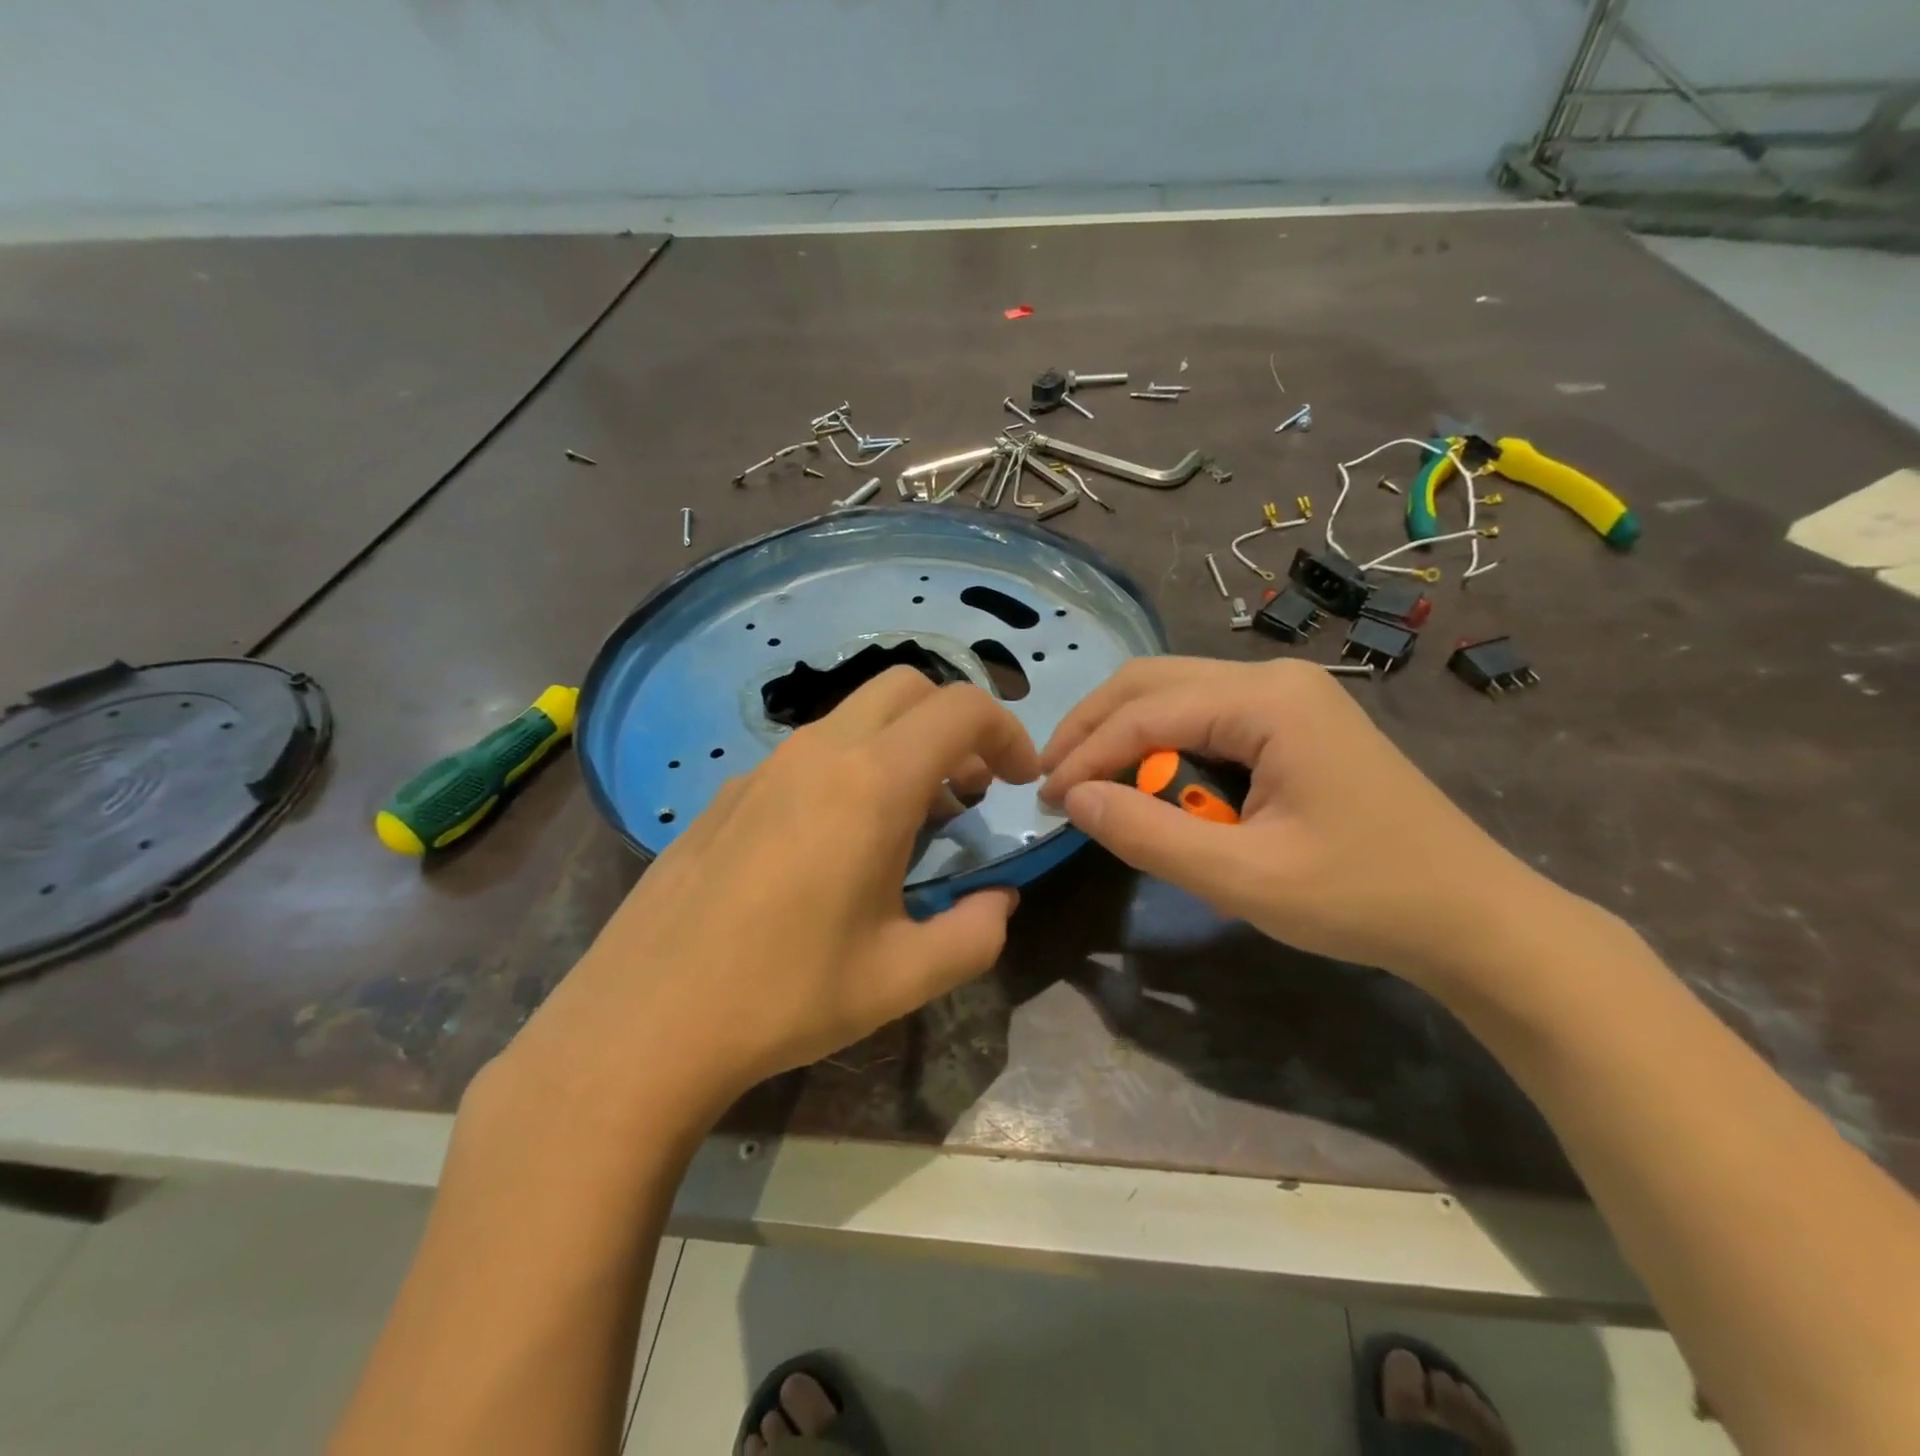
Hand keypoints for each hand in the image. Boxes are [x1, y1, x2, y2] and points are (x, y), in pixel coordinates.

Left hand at [500, 668, 1039, 1126]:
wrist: (645, 1020)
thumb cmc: (786, 996)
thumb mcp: (904, 978)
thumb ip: (976, 934)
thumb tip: (999, 901)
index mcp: (871, 784)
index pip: (961, 709)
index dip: (1007, 731)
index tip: (1019, 781)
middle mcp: (819, 753)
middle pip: (907, 688)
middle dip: (955, 724)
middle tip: (970, 791)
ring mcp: (765, 766)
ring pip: (855, 716)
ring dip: (902, 746)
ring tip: (910, 822)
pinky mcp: (729, 791)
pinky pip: (810, 752)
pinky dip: (851, 767)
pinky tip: (835, 843)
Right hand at [1039, 657, 1547, 987]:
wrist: (1470, 915)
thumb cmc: (1362, 897)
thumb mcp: (1243, 879)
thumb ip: (1149, 835)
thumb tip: (1073, 799)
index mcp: (1267, 701)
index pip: (1145, 711)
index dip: (1085, 753)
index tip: (1045, 798)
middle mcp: (1273, 678)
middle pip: (1152, 681)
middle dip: (1094, 727)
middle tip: (1052, 778)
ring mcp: (1287, 695)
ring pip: (1175, 693)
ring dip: (1125, 734)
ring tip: (1090, 781)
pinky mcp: (1292, 721)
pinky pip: (1205, 716)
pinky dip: (1163, 745)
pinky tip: (1150, 782)